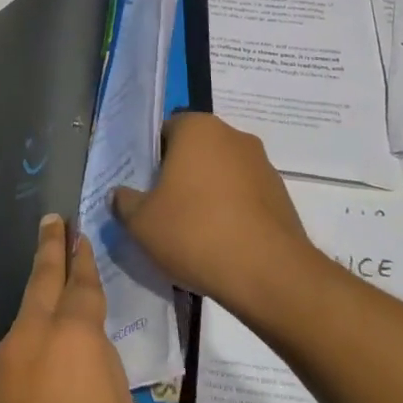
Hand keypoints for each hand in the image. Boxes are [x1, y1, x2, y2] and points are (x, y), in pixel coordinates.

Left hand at [0, 215, 138, 402]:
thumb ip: (105, 373)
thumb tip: (87, 356)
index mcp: (75, 339)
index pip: (82, 286)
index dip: (83, 260)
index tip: (80, 235)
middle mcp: (32, 337)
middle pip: (42, 280)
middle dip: (50, 248)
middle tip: (52, 221)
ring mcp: (0, 361)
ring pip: (24, 326)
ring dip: (40, 318)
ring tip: (58, 340)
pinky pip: (11, 363)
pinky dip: (26, 364)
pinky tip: (37, 398)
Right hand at [112, 112, 315, 321]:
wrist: (268, 273)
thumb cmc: (195, 233)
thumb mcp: (141, 222)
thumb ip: (124, 202)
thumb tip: (121, 195)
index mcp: (198, 128)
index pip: (165, 131)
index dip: (152, 159)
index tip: (145, 188)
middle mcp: (233, 136)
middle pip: (196, 150)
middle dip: (181, 175)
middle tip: (165, 210)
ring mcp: (262, 164)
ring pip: (222, 173)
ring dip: (209, 193)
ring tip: (195, 233)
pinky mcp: (281, 194)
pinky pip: (246, 196)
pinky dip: (233, 212)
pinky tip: (223, 243)